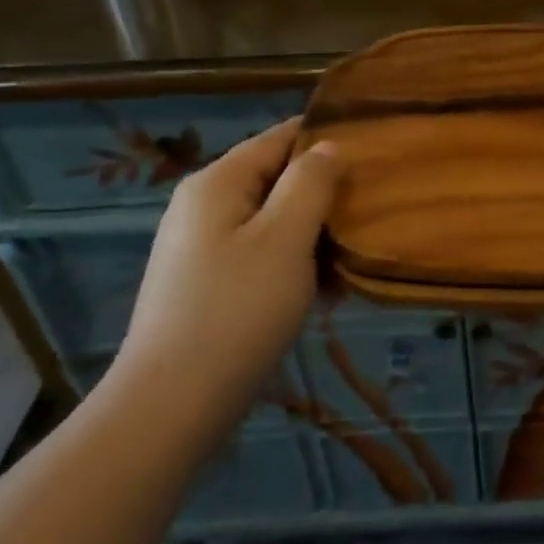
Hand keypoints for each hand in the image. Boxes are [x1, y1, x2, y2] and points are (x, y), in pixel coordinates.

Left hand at [113, 119, 341, 429]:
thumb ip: (310, 183)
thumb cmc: (237, 311)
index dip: (325, 139)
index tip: (373, 152)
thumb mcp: (286, 238)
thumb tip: (327, 146)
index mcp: (218, 182)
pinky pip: (259, 255)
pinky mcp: (205, 285)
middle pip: (276, 179)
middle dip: (323, 193)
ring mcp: (201, 247)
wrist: (171, 406)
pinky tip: (324, 291)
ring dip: (313, 234)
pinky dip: (292, 263)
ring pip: (272, 221)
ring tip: (353, 256)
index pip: (280, 137)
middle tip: (371, 211)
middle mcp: (203, 206)